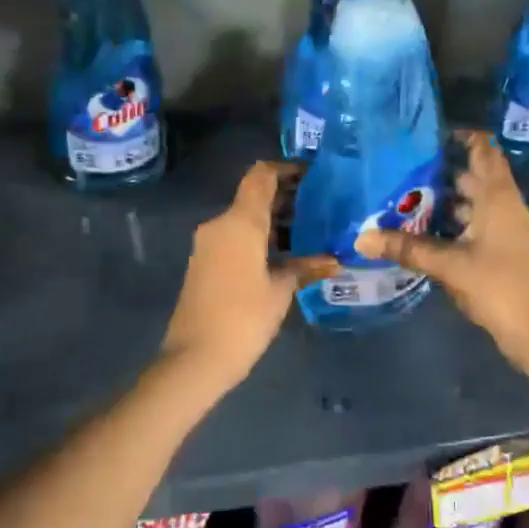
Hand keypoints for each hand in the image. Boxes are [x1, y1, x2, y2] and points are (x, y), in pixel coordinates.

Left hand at [160, 162, 335, 390]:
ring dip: (274, 221)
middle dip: (287, 198)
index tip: (314, 176)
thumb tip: (333, 260)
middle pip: (254, 196)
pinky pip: (236, 238)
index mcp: (239, 222)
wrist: (195, 358)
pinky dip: (260, 238)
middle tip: (322, 207)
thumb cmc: (243, 318)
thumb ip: (305, 267)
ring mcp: (209, 244)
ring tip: (311, 232)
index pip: (261, 175)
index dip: (287, 169)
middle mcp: (220, 224)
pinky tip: (286, 255)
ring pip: (245, 218)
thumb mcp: (280, 291)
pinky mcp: (205, 263)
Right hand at [356, 129, 528, 380]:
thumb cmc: (499, 287)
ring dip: (439, 200)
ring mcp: (502, 229)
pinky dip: (446, 223)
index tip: (425, 134)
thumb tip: (362, 238)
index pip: (484, 149)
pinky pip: (469, 225)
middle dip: (438, 170)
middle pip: (471, 176)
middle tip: (398, 167)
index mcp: (498, 197)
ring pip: (468, 203)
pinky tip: (417, 230)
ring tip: (399, 197)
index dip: (460, 136)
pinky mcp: (497, 250)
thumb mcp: (450, 266)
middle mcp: (503, 205)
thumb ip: (407, 248)